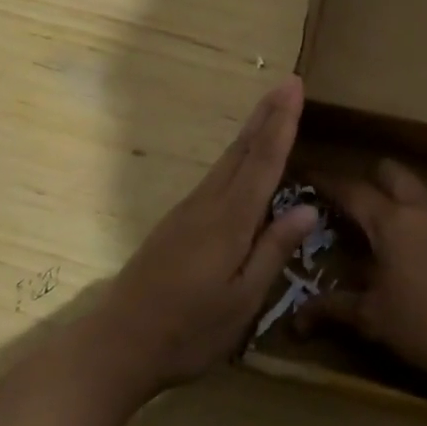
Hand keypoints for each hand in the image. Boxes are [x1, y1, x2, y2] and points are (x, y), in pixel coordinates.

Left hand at [99, 75, 318, 395]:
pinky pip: (215, 177)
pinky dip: (236, 156)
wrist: (118, 343)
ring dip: (251, 131)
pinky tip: (242, 159)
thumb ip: (273, 251)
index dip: (282, 123)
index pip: (263, 161)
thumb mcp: (242, 301)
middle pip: (242, 150)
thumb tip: (307, 208)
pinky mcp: (176, 223)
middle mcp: (208, 204)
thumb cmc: (188, 331)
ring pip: (227, 161)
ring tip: (271, 109)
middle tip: (286, 82)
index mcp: (230, 221)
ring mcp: (188, 211)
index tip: (294, 86)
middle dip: (266, 114)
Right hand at [295, 160, 426, 396]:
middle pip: (387, 171)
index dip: (326, 181)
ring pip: (411, 185)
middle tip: (342, 203)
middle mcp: (418, 206)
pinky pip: (426, 204)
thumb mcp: (371, 317)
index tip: (305, 176)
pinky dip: (407, 209)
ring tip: (368, 222)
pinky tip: (398, 242)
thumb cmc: (424, 325)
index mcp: (391, 220)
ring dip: (389, 193)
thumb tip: (295, 319)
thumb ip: (332, 308)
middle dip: (363, 178)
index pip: (351, 189)